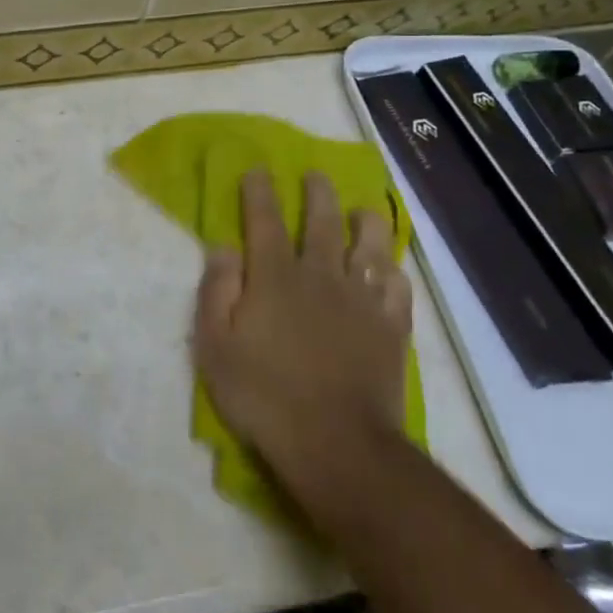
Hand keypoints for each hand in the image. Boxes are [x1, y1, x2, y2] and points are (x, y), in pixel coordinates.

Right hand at [191, 170, 411, 514]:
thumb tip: (224, 248)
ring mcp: (362, 300)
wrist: (336, 443)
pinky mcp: (391, 327)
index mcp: (274, 277)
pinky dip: (391, 270)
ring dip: (365, 221)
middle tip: (315, 176)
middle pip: (321, 221)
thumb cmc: (263, 395)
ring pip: (369, 245)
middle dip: (316, 193)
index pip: (264, 220)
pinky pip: (397, 285)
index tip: (257, 169)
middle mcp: (320, 276)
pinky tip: (387, 268)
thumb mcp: (215, 346)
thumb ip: (216, 291)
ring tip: (362, 211)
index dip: (259, 191)